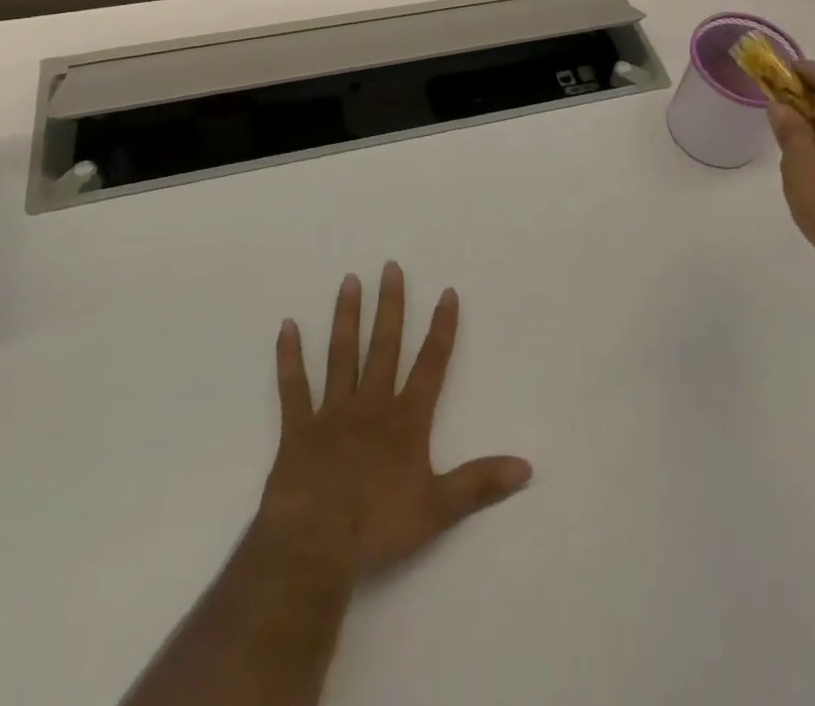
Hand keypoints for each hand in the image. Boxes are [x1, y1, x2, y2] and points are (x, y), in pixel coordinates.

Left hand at [262, 262, 532, 579]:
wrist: (314, 547)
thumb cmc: (378, 527)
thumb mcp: (438, 509)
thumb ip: (480, 484)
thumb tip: (527, 467)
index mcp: (405, 419)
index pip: (431, 364)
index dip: (442, 328)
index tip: (447, 292)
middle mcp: (371, 404)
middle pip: (384, 345)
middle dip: (390, 305)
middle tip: (390, 267)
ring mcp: (332, 412)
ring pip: (342, 354)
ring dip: (347, 317)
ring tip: (349, 280)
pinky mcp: (298, 428)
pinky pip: (293, 386)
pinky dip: (289, 356)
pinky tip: (286, 326)